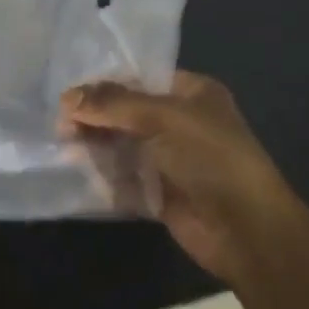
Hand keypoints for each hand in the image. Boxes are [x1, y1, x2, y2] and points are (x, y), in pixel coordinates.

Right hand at [61, 72, 287, 281]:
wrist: (246, 231)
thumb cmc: (211, 158)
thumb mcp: (163, 118)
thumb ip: (113, 104)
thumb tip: (66, 99)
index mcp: (191, 93)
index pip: (138, 78)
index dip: (103, 84)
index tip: (68, 95)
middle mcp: (180, 121)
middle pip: (126, 111)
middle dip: (95, 116)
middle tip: (61, 125)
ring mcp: (169, 158)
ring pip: (122, 144)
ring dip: (95, 144)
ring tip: (64, 145)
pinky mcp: (159, 191)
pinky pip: (124, 177)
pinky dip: (103, 174)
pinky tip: (77, 170)